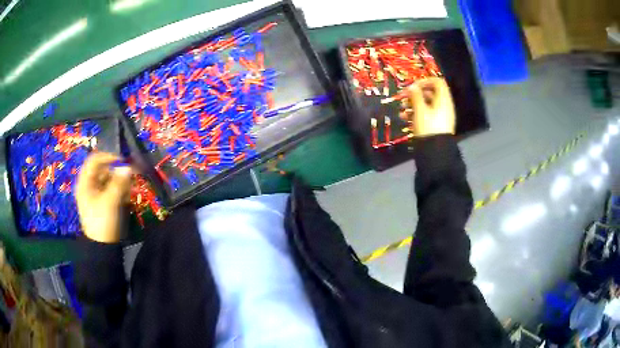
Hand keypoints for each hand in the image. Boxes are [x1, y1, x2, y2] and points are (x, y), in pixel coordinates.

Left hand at [76, 153, 131, 242]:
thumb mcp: (110, 201)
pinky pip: (111, 190)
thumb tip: (128, 167)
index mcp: (85, 182)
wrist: (102, 248)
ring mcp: (96, 194)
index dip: (108, 157)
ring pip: (109, 180)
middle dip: (117, 172)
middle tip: (130, 176)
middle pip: (103, 170)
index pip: (95, 160)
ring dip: (120, 182)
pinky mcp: (103, 203)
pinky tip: (127, 197)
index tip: (123, 160)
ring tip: (130, 190)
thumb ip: (119, 182)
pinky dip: (119, 191)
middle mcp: (89, 185)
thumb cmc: (102, 222)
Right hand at [399, 77, 455, 136]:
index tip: (413, 86)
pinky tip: (405, 118)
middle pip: (430, 93)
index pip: (437, 82)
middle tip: (403, 97)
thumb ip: (415, 95)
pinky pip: (426, 115)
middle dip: (415, 94)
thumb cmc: (428, 126)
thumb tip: (412, 87)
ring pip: (426, 105)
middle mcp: (444, 106)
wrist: (435, 151)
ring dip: (413, 104)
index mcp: (443, 99)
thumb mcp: (420, 109)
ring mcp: (441, 116)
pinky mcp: (436, 125)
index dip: (425, 81)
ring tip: (402, 109)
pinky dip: (416, 114)